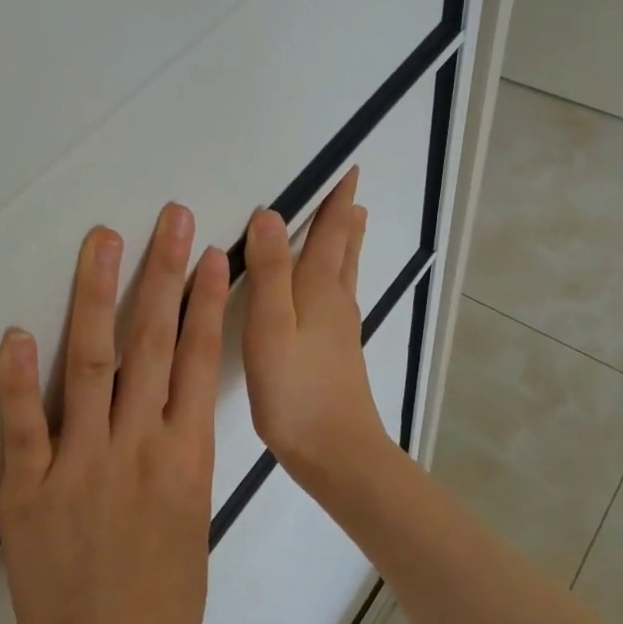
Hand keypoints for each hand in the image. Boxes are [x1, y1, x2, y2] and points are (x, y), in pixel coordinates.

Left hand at [0, 204, 230, 623]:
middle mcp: (136, 448)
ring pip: (91, 365)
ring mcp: (80, 465)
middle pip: (150, 344)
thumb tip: (170, 404)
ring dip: (97, 297)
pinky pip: (23, 426)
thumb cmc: (164, 601)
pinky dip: (18, 378)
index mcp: (185, 459)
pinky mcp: (29, 489)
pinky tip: (18, 332)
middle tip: (167, 219)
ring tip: (103, 242)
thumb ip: (181, 454)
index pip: (195, 361)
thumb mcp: (195, 518)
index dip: (202, 302)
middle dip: (161, 274)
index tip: (208, 253)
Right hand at [242, 168, 389, 480]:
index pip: (331, 233)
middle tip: (351, 192)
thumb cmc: (296, 388)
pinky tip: (334, 290)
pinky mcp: (339, 353)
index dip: (337, 201)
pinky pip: (339, 296)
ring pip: (345, 273)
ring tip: (353, 223)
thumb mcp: (271, 325)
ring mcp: (341, 329)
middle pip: (344, 249)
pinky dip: (338, 274)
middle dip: (345, 218)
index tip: (349, 170)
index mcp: (319, 289)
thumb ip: (269, 271)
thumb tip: (270, 215)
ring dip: (347, 243)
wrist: (337, 453)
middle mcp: (336, 302)